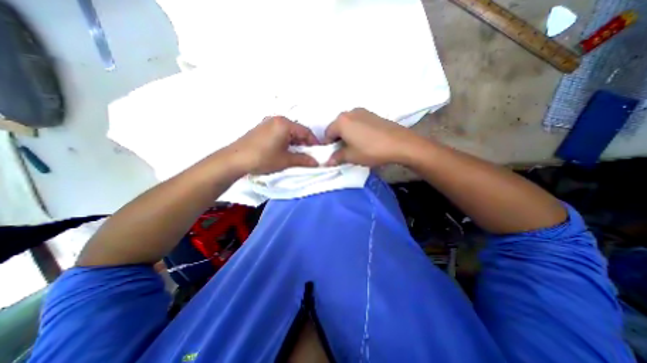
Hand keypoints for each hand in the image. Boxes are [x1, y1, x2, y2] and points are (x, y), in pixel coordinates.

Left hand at [225, 115, 318, 171]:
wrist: (235, 160)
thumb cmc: (263, 158)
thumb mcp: (286, 160)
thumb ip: (303, 160)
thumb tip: (316, 163)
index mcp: (284, 124)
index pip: (306, 131)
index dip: (314, 142)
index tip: (318, 153)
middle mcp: (277, 119)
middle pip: (297, 130)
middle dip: (304, 143)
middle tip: (309, 154)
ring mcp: (267, 123)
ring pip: (288, 132)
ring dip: (295, 142)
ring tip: (298, 154)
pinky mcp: (261, 129)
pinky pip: (279, 133)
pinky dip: (286, 141)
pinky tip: (285, 150)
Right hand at [323, 107, 419, 165]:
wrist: (400, 143)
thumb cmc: (371, 150)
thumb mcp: (351, 156)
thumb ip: (336, 158)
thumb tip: (327, 162)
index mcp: (341, 121)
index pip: (327, 133)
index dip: (328, 146)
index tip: (332, 155)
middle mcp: (350, 112)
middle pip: (338, 127)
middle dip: (338, 139)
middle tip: (344, 152)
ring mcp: (363, 112)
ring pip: (348, 124)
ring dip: (347, 135)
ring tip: (355, 147)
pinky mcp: (373, 114)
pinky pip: (358, 122)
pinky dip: (357, 131)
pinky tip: (365, 140)